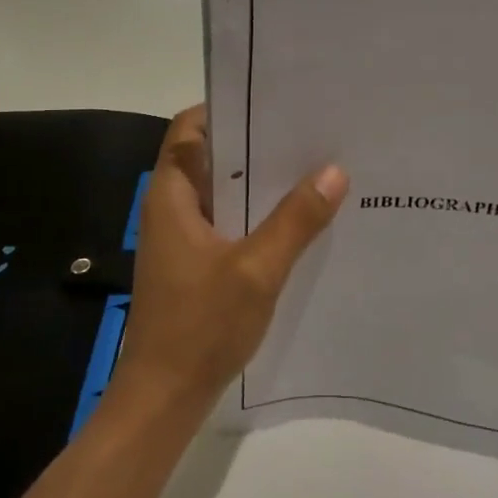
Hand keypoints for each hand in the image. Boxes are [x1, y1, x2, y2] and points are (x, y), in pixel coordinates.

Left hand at [114, 106, 347, 417]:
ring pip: (222, 192)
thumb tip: (334, 170)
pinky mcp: (194, 263)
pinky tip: (296, 219)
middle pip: (210, 156)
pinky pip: (227, 222)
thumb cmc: (200, 326)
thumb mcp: (257, 269)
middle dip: (254, 143)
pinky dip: (255, 214)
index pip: (190, 128)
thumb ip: (296, 220)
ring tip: (311, 168)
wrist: (164, 397)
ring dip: (258, 182)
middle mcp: (171, 208)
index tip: (273, 100)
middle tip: (307, 132)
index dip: (226, 108)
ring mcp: (182, 237)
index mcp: (171, 195)